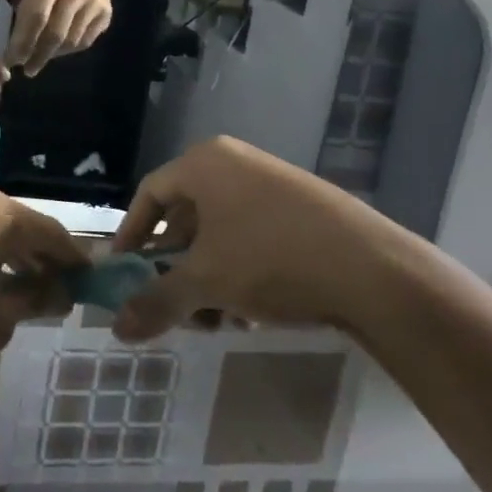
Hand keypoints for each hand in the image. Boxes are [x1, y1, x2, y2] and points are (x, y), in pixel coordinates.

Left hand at [9, 0, 111, 75]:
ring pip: (71, 41)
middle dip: (38, 55)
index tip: (12, 60)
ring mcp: (95, 1)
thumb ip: (23, 15)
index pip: (37, 17)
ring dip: (52, 54)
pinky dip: (68, 50)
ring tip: (40, 58)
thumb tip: (15, 53)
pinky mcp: (107, 12)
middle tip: (27, 69)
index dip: (23, 42)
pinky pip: (85, 41)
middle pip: (56, 33)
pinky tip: (58, 48)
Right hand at [107, 136, 425, 342]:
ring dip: (208, 278)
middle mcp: (235, 163)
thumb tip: (115, 328)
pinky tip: (251, 314)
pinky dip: (240, 272)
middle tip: (172, 307)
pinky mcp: (303, 207)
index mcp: (205, 163)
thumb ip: (156, 301)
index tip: (123, 272)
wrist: (375, 271)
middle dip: (175, 269)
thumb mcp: (206, 282)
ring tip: (216, 321)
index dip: (131, 235)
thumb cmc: (271, 259)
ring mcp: (273, 183)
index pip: (150, 194)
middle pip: (186, 217)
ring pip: (221, 233)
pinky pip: (252, 236)